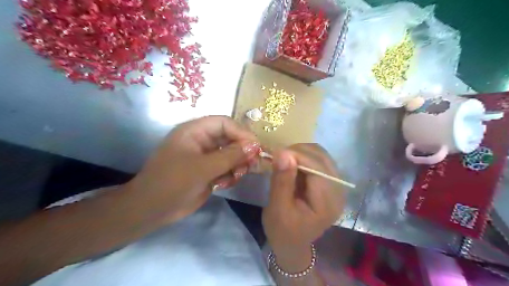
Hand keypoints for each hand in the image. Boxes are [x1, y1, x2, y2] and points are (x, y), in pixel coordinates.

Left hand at [123, 117, 258, 223]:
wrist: (152, 210)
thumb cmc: (173, 183)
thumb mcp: (203, 168)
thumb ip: (230, 156)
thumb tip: (255, 146)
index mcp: (195, 131)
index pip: (224, 123)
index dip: (241, 133)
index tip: (256, 147)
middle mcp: (202, 140)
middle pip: (230, 138)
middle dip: (242, 151)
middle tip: (252, 164)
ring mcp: (206, 156)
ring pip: (231, 154)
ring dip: (238, 164)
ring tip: (236, 176)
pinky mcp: (209, 170)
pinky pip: (227, 167)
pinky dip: (231, 175)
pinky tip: (225, 184)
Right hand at [262, 144, 345, 270]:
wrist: (292, 243)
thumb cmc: (282, 230)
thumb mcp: (277, 209)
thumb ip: (282, 181)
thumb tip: (283, 153)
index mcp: (327, 203)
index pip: (318, 168)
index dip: (298, 155)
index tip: (277, 153)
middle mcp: (338, 192)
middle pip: (323, 158)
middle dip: (299, 151)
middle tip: (279, 156)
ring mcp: (336, 186)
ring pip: (322, 156)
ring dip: (302, 152)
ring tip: (285, 160)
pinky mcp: (330, 183)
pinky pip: (319, 160)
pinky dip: (304, 157)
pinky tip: (293, 164)